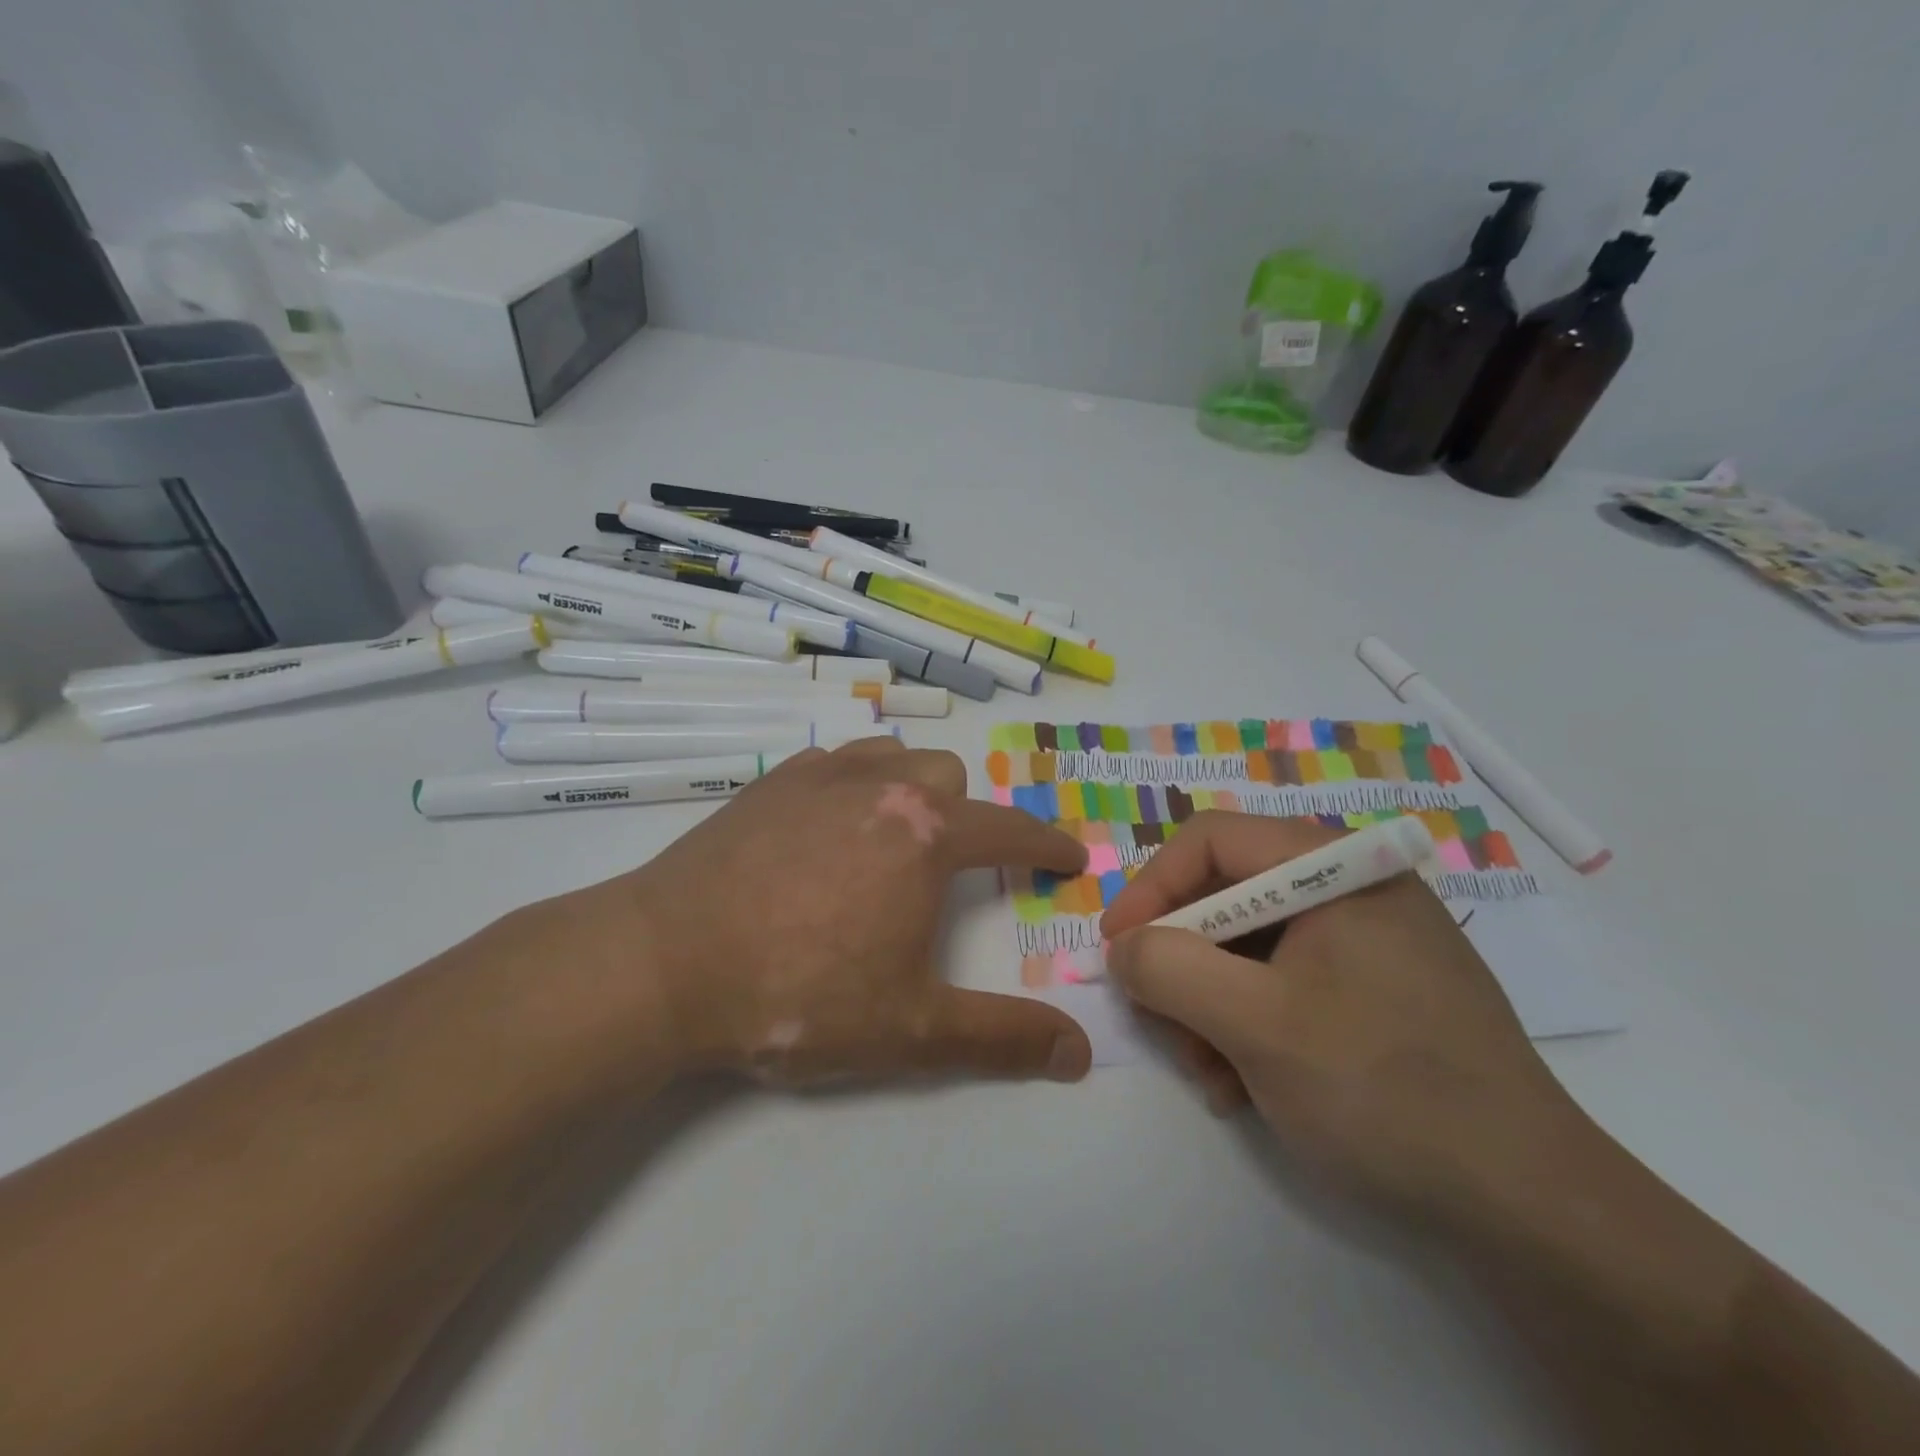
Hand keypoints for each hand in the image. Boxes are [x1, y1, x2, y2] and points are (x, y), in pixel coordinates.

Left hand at [527, 739, 1093, 1087]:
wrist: (664, 966)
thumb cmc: (798, 995)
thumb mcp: (910, 1030)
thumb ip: (1002, 1038)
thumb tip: (1079, 1053)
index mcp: (925, 836)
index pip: (1009, 829)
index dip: (1046, 845)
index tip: (1067, 856)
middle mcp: (880, 787)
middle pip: (949, 778)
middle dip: (968, 816)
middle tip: (957, 866)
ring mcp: (820, 776)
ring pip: (892, 756)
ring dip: (912, 787)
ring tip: (898, 834)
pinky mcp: (770, 783)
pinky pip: (834, 762)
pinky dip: (853, 782)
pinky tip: (830, 822)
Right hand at [1100, 812, 1582, 1223]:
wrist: (1533, 1211)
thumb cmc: (1386, 1092)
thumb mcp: (1256, 1026)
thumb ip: (1170, 970)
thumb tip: (1124, 949)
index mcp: (1336, 868)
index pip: (1212, 841)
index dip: (1152, 888)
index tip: (1115, 949)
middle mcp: (1352, 889)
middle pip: (1227, 896)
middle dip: (1182, 962)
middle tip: (1159, 1023)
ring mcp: (1368, 941)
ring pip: (1249, 946)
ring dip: (1209, 1005)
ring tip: (1207, 1073)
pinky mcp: (1375, 990)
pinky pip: (1284, 983)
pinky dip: (1248, 1024)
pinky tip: (1244, 1083)